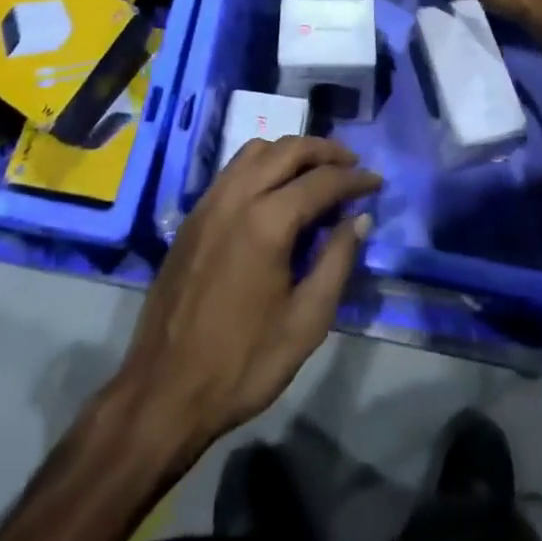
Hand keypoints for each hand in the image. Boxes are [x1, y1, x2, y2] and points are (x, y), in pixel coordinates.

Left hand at [115, 136, 380, 452]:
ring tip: (316, 170)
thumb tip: (359, 218)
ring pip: (257, 150)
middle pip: (289, 150)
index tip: (377, 182)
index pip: (322, 181)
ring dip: (291, 151)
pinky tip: (275, 187)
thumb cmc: (243, 363)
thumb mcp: (306, 322)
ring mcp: (210, 201)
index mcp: (268, 222)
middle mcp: (237, 196)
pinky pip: (234, 168)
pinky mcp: (193, 214)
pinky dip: (263, 163)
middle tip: (352, 165)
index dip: (355, 179)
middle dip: (326, 151)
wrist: (165, 390)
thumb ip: (337, 261)